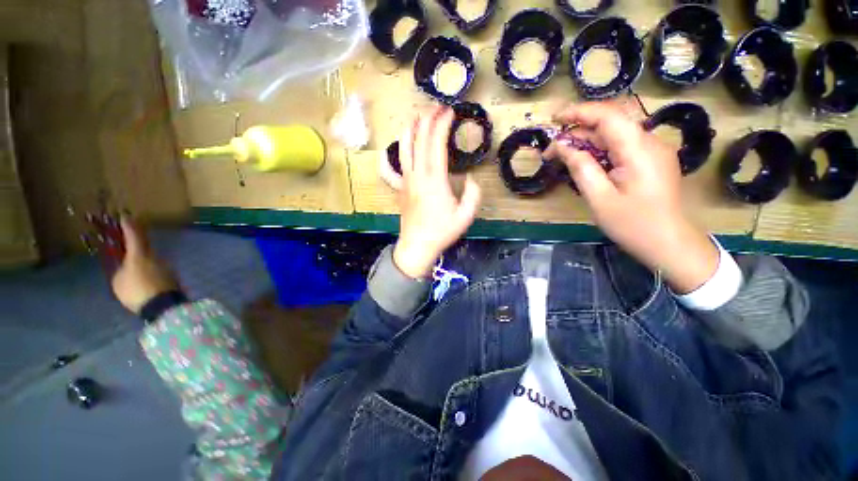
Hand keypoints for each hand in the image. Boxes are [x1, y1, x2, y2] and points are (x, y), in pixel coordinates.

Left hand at [111, 216, 179, 313]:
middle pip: (136, 272)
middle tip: (161, 264)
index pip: (127, 262)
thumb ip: (133, 238)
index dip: (139, 255)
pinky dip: (161, 286)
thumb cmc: (148, 280)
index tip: (151, 252)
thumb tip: (123, 217)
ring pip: (147, 282)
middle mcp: (123, 291)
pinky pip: (155, 291)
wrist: (164, 306)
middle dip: (146, 266)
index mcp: (117, 279)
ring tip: (169, 276)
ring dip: (155, 276)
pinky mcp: (152, 306)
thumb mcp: (140, 256)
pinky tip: (170, 286)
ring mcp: (137, 301)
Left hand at [392, 106, 481, 278]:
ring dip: (409, 130)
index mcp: (435, 180)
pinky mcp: (399, 189)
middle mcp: (417, 175)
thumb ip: (473, 194)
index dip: (442, 125)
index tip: (449, 112)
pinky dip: (387, 159)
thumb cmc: (442, 232)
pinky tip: (389, 152)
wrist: (418, 245)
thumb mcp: (466, 216)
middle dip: (428, 119)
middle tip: (436, 108)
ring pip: (403, 150)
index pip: (436, 144)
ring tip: (415, 117)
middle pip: (420, 140)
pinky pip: (389, 171)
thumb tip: (470, 179)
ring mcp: (405, 181)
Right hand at [545, 101, 718, 293]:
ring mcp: (652, 151)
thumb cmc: (633, 225)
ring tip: (563, 158)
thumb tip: (562, 147)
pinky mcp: (650, 160)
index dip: (579, 112)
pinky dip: (599, 150)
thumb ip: (581, 168)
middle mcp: (649, 143)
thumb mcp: (599, 198)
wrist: (669, 243)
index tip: (554, 119)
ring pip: (614, 135)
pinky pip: (621, 147)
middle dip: (578, 131)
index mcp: (638, 150)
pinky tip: (585, 164)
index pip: (608, 116)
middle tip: (552, 151)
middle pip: (610, 123)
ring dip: (586, 142)